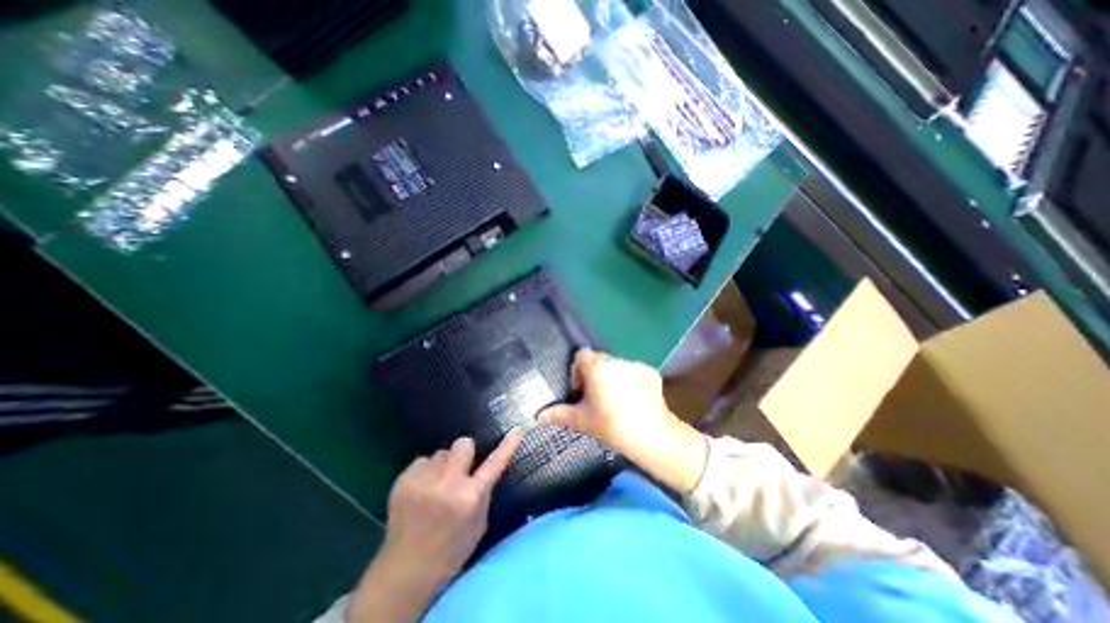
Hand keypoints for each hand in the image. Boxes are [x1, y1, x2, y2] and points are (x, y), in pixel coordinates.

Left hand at [347, 428, 522, 622]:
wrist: (406, 571)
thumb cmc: (451, 549)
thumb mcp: (479, 522)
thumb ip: (483, 491)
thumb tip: (484, 465)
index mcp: (470, 497)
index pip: (495, 463)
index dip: (508, 445)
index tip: (517, 429)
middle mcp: (448, 484)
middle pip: (463, 443)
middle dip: (464, 453)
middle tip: (459, 470)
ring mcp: (423, 481)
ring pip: (441, 452)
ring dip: (443, 464)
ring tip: (436, 485)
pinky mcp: (403, 480)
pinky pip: (422, 460)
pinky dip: (425, 471)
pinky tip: (421, 489)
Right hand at [543, 348, 705, 493]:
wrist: (651, 435)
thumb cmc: (611, 425)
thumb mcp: (582, 420)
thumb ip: (559, 414)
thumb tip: (538, 416)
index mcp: (597, 366)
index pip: (581, 355)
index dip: (577, 371)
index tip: (580, 391)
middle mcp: (616, 360)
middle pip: (599, 360)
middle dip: (594, 375)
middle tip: (596, 398)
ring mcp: (635, 365)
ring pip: (617, 366)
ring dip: (612, 378)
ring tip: (616, 401)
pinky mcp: (651, 372)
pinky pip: (634, 372)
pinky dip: (631, 382)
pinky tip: (634, 401)